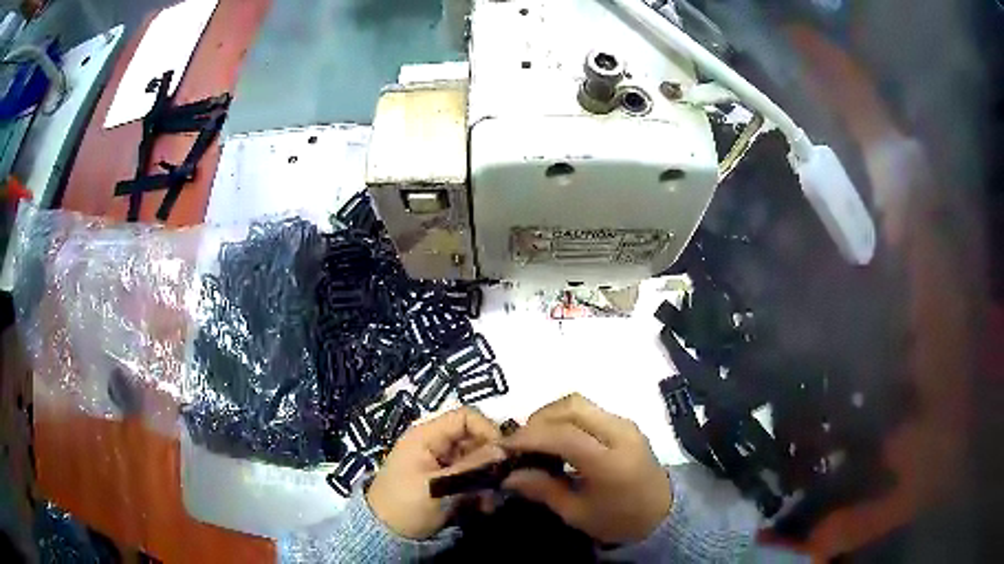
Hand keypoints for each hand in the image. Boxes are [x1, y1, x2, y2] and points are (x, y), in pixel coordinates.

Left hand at [367, 407, 504, 538]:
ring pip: (478, 462)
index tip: (502, 455)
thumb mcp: (439, 487)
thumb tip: (505, 450)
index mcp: (427, 436)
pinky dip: (482, 492)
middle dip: (490, 463)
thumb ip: (471, 468)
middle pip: (476, 440)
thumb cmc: (406, 505)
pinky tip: (483, 508)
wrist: (386, 536)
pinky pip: (473, 479)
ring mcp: (443, 464)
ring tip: (488, 504)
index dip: (487, 430)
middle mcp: (437, 445)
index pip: (466, 417)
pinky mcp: (448, 483)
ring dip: (488, 481)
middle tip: (500, 485)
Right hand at [501, 394, 671, 543]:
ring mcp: (626, 424)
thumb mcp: (577, 514)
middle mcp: (620, 434)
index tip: (503, 446)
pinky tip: (556, 439)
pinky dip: (565, 418)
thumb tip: (509, 475)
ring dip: (551, 415)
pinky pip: (589, 410)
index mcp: (610, 462)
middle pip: (572, 407)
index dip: (529, 437)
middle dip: (538, 419)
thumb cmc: (619, 520)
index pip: (564, 436)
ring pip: (579, 403)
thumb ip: (543, 489)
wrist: (662, 513)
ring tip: (535, 440)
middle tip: (519, 442)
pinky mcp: (626, 423)